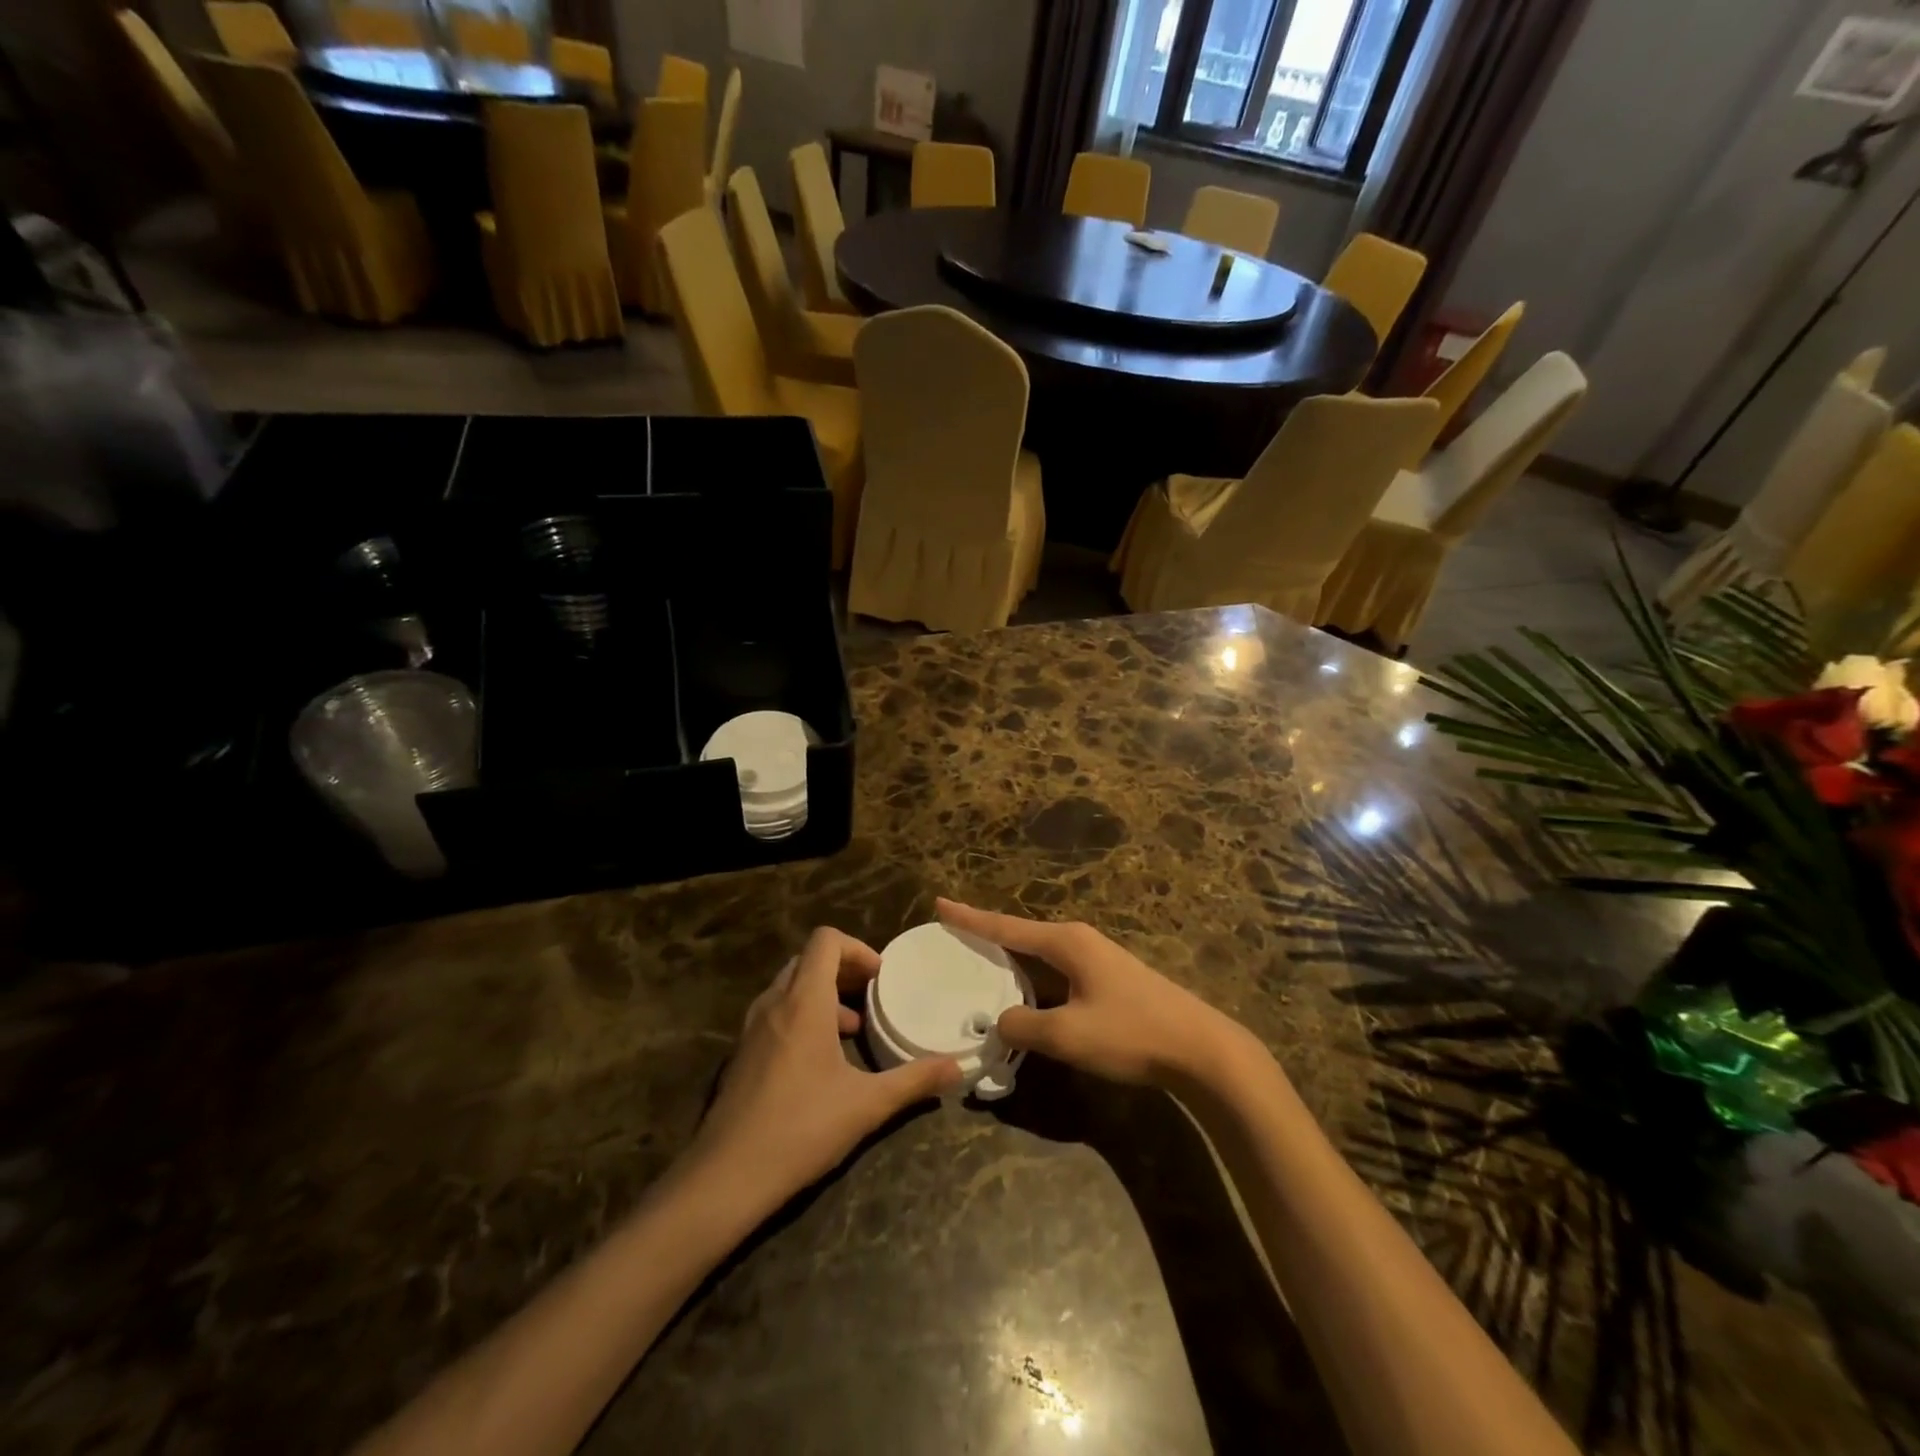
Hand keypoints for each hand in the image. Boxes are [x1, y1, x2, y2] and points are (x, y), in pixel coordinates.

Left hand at [690, 927, 962, 1211]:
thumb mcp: (867, 1104)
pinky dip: (801, 1016)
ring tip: (851, 1028)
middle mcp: (774, 1003)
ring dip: (822, 994)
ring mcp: (752, 1029)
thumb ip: (914, 1080)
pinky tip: (819, 1061)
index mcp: (804, 1001)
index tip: (881, 977)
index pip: (825, 940)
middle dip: (843, 969)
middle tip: (872, 995)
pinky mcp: (741, 1055)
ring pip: (789, 987)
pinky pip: (775, 1013)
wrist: (725, 1177)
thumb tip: (958, 1069)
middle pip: (808, 960)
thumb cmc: (801, 1128)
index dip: (857, 948)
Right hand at [937, 899, 1246, 1088]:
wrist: (1201, 1049)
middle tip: (954, 936)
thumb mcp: (1068, 1035)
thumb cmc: (1131, 1034)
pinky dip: (1034, 976)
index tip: (940, 904)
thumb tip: (1001, 1020)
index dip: (970, 919)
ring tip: (982, 963)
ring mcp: (1098, 958)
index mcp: (1066, 942)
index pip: (1006, 927)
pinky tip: (1028, 992)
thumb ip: (1024, 1026)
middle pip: (1022, 934)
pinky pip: (1058, 970)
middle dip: (988, 936)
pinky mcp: (1110, 979)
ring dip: (1012, 959)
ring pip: (1042, 954)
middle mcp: (1080, 940)